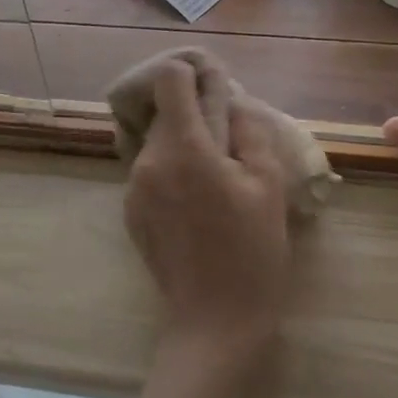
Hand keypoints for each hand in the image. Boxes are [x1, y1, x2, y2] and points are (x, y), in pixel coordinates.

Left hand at [124, 60, 292, 360]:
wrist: (215, 323)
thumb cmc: (252, 251)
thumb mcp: (268, 184)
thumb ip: (247, 130)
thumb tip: (231, 100)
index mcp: (184, 147)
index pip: (169, 78)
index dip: (192, 74)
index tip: (214, 90)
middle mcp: (149, 159)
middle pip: (165, 112)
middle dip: (195, 117)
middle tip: (229, 146)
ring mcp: (133, 186)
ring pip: (159, 142)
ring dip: (184, 146)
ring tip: (216, 181)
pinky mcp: (130, 210)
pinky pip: (151, 171)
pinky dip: (172, 172)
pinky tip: (197, 206)